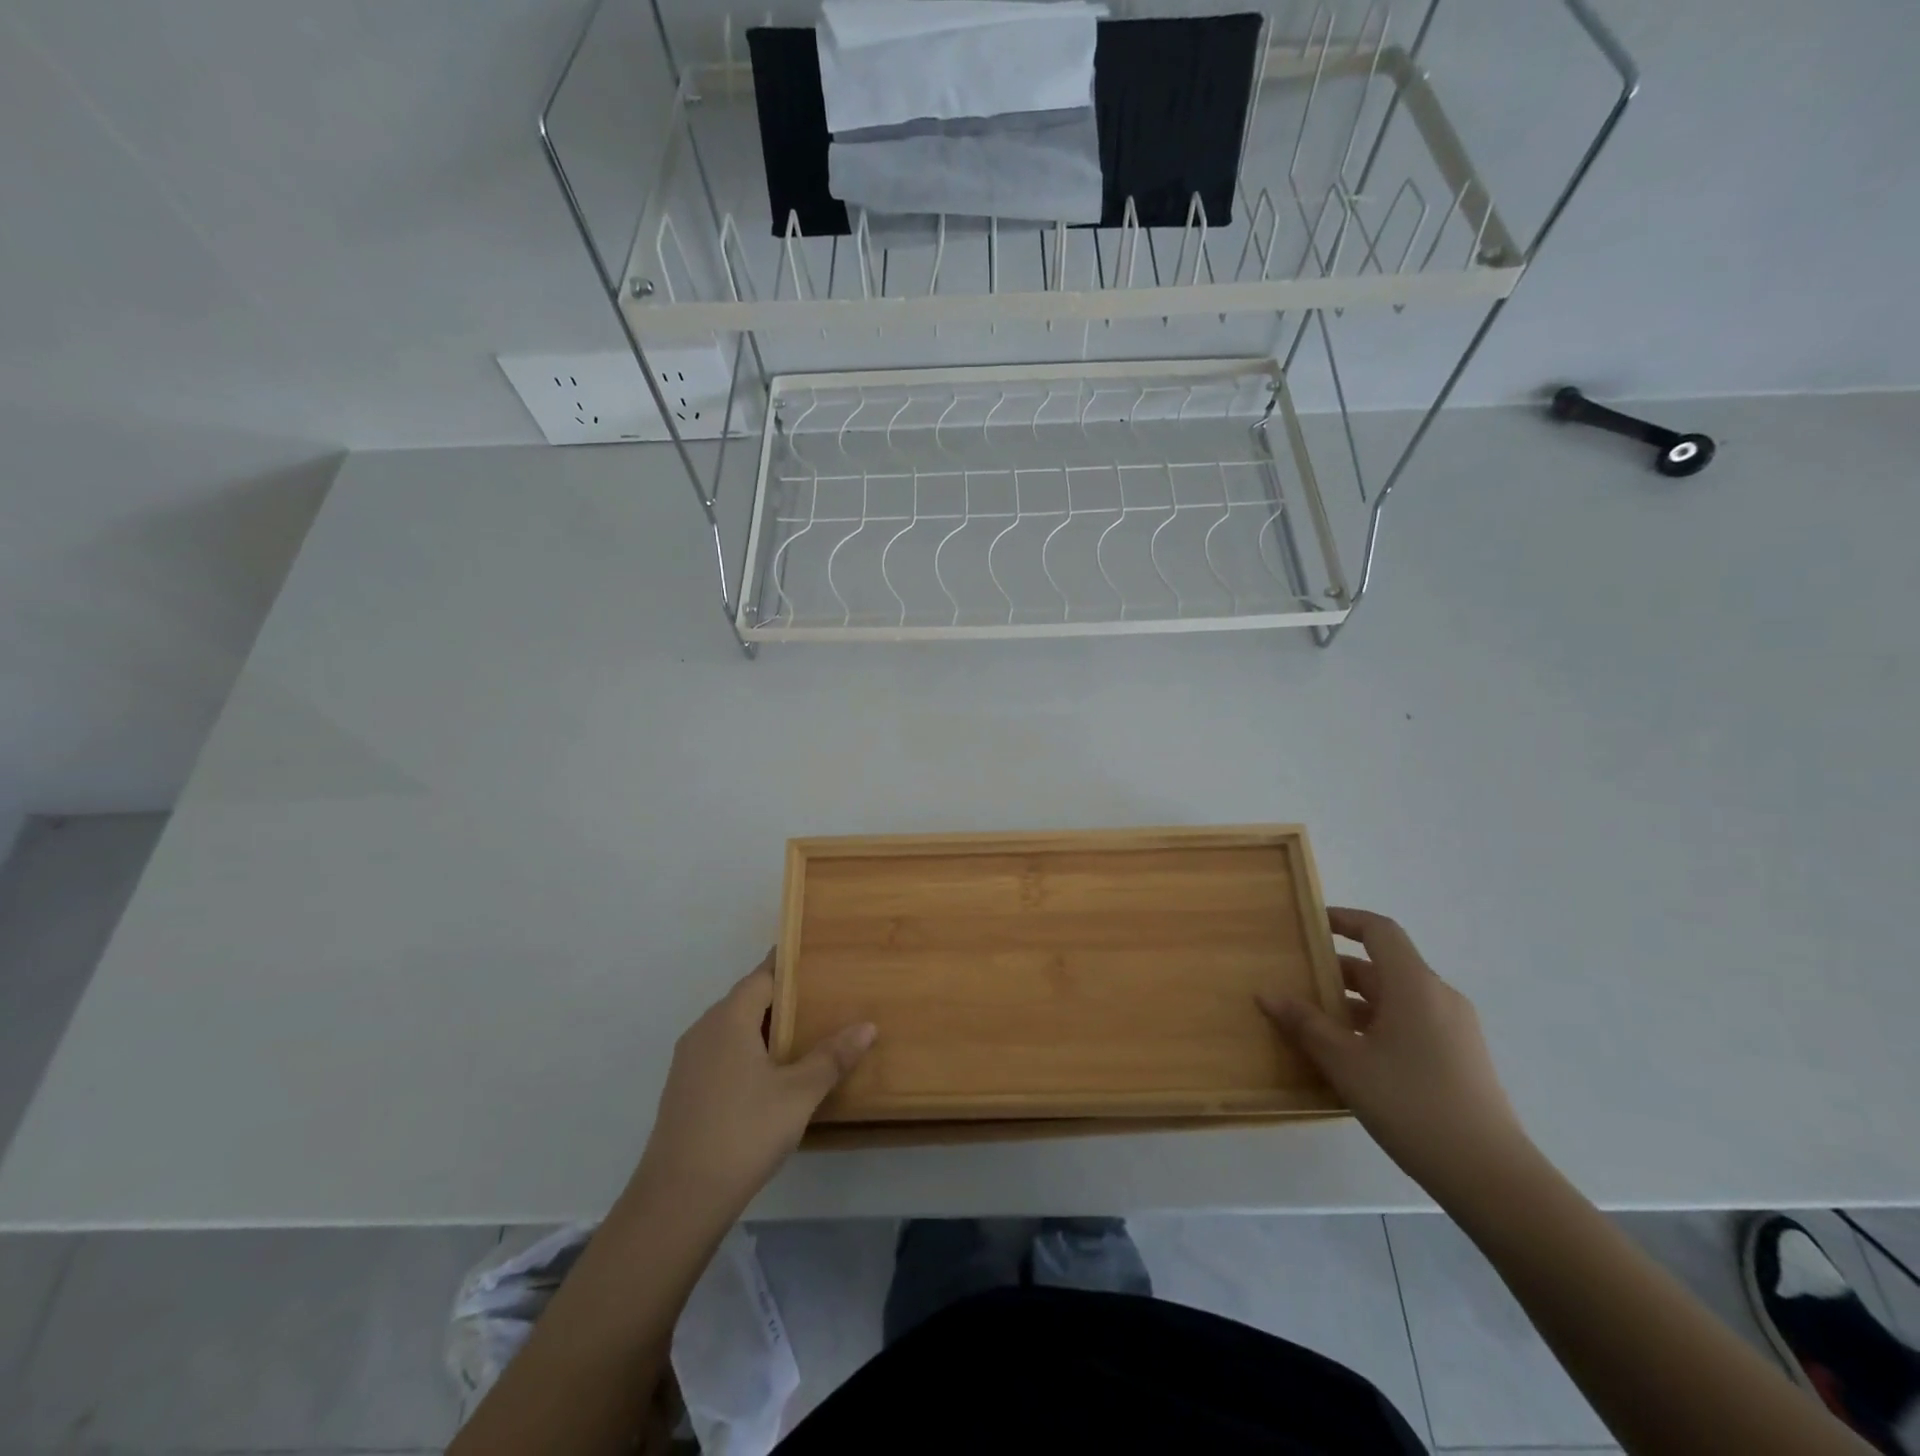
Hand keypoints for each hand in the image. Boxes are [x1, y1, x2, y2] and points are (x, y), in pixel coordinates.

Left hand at [628, 953, 875, 1219]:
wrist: (677, 1201)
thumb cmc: (743, 1133)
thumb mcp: (798, 1094)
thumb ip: (832, 1057)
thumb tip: (867, 1025)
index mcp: (728, 1019)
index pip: (763, 976)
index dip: (791, 967)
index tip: (819, 960)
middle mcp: (704, 1030)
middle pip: (747, 1000)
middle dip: (783, 999)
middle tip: (824, 999)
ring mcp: (689, 1062)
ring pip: (733, 1029)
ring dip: (765, 1029)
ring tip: (805, 1035)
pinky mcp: (684, 1090)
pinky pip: (722, 1053)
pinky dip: (748, 1052)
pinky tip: (772, 1075)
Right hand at [1260, 908, 1531, 1198]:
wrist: (1491, 1177)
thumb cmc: (1412, 1104)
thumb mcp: (1346, 1063)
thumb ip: (1305, 1024)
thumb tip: (1268, 994)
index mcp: (1414, 985)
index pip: (1379, 931)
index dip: (1345, 920)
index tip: (1312, 924)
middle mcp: (1438, 997)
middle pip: (1384, 966)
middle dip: (1339, 971)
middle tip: (1298, 981)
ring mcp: (1454, 1029)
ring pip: (1396, 998)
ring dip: (1355, 1002)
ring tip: (1315, 1022)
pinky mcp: (1460, 1058)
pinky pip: (1411, 1023)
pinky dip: (1377, 1025)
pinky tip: (1351, 1057)